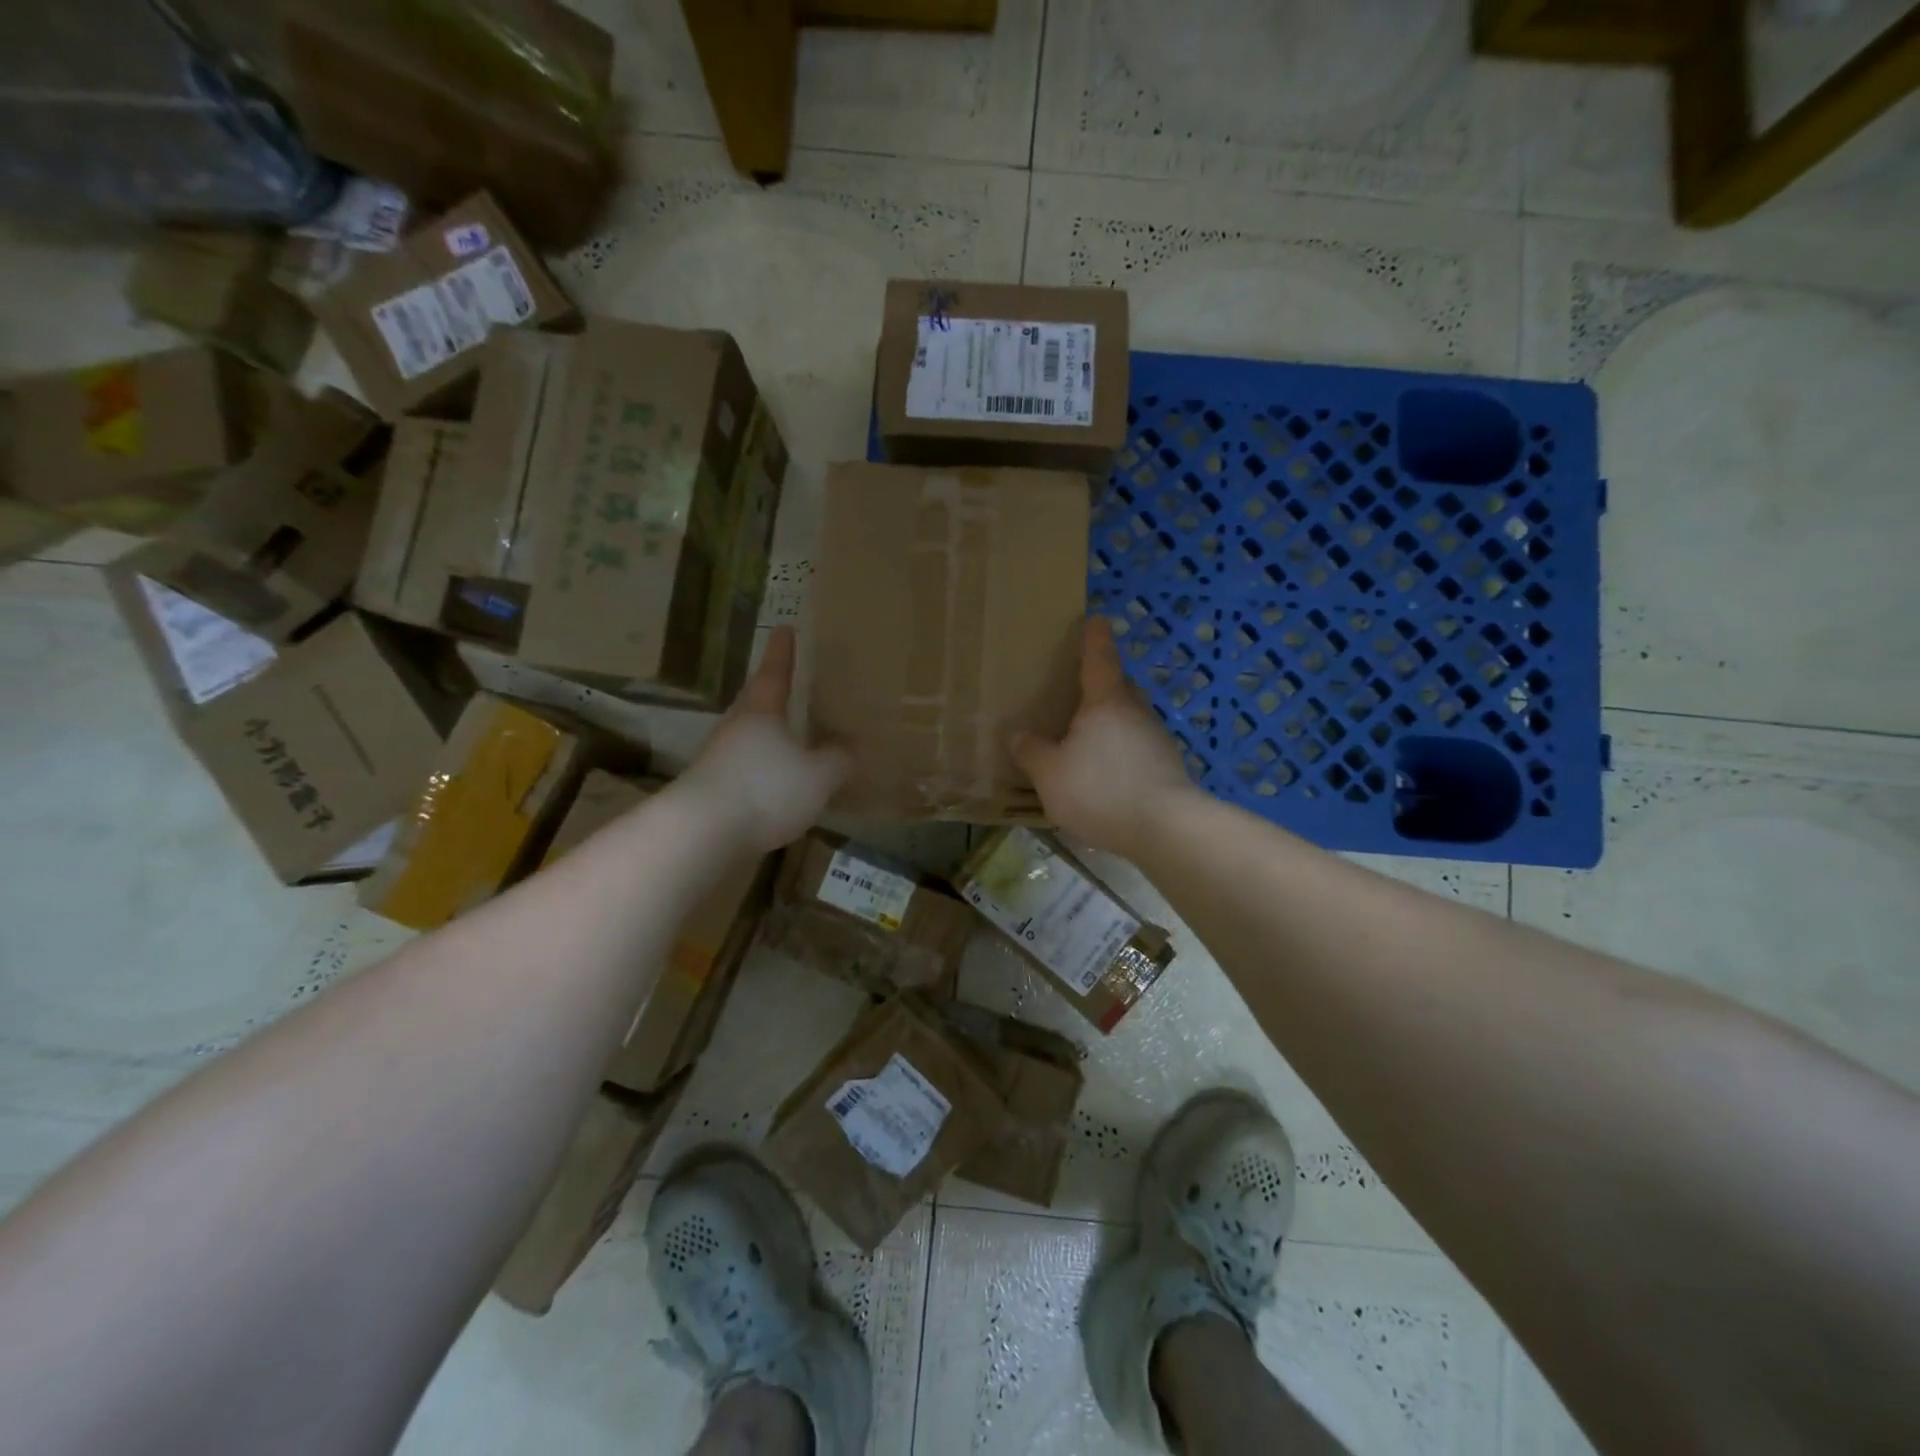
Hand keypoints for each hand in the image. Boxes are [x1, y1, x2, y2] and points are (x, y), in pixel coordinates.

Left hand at [678, 627, 850, 852]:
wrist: (703, 832)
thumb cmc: (766, 788)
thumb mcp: (819, 775)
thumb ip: (838, 760)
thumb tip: (848, 749)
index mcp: (762, 712)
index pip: (775, 672)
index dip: (782, 651)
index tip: (785, 628)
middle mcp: (737, 728)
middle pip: (755, 702)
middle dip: (771, 692)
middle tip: (787, 683)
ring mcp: (720, 758)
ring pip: (749, 736)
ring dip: (768, 735)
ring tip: (790, 738)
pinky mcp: (713, 789)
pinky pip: (746, 768)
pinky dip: (763, 768)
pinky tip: (777, 784)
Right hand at [1011, 617, 1196, 856]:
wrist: (1165, 827)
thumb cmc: (1100, 789)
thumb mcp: (1050, 774)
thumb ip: (1031, 752)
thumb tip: (1016, 734)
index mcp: (1105, 702)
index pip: (1099, 659)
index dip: (1094, 638)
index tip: (1096, 618)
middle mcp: (1136, 712)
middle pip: (1121, 687)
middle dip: (1105, 683)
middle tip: (1084, 689)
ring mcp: (1158, 740)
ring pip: (1133, 718)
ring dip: (1115, 722)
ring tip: (1092, 739)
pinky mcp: (1169, 768)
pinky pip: (1141, 748)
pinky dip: (1125, 752)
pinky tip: (1111, 774)